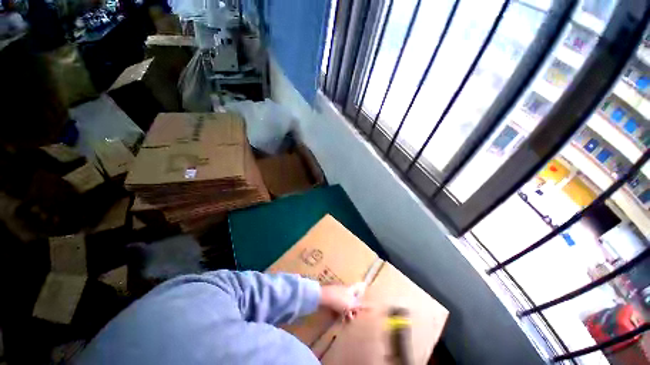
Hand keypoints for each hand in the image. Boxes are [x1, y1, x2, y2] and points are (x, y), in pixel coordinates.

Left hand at [320, 283, 366, 319]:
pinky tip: (341, 319)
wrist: (322, 297)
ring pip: (346, 302)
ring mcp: (338, 293)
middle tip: (356, 315)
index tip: (366, 287)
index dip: (363, 287)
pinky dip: (341, 312)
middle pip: (353, 297)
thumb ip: (362, 305)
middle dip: (355, 307)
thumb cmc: (339, 300)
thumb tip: (373, 306)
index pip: (359, 286)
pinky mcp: (332, 299)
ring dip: (348, 311)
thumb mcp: (352, 304)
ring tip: (348, 320)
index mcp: (351, 289)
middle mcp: (345, 289)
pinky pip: (339, 306)